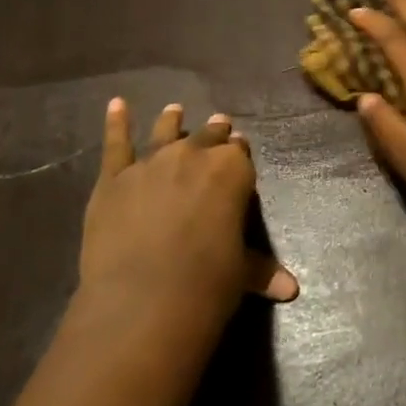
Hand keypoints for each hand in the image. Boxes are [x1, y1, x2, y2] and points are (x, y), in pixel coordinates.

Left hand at [75, 101, 298, 328]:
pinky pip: (116, 143)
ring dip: (171, 121)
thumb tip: (291, 290)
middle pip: (208, 137)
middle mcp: (193, 155)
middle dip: (214, 133)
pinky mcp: (113, 178)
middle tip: (219, 125)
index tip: (239, 154)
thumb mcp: (241, 273)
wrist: (143, 299)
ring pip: (165, 132)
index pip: (240, 153)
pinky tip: (116, 105)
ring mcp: (151, 162)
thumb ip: (261, 270)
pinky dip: (116, 123)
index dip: (239, 154)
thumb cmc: (206, 283)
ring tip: (174, 110)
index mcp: (232, 170)